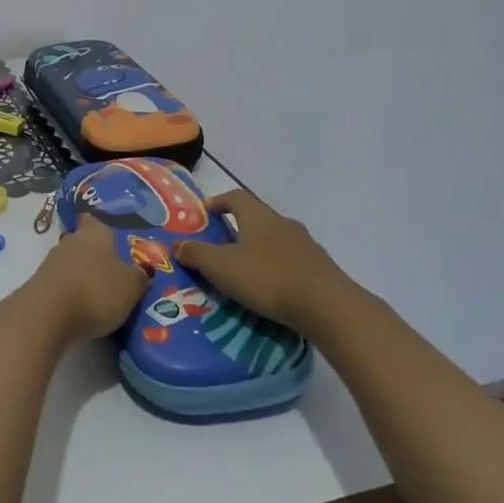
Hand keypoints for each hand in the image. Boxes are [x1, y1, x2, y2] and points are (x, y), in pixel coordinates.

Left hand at [26, 215, 150, 340]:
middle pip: (83, 243)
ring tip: (100, 295)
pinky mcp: (39, 285)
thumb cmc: (96, 290)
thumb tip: (142, 271)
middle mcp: (70, 241)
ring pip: (71, 264)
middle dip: (95, 256)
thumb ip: (138, 276)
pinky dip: (70, 293)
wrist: (47, 315)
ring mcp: (50, 262)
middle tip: (114, 273)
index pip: (95, 220)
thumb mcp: (131, 286)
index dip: (103, 228)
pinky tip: (81, 308)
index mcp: (94, 233)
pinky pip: (60, 284)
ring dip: (82, 276)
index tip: (115, 241)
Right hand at [174, 190, 351, 328]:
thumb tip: (177, 244)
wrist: (327, 305)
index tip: (206, 213)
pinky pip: (292, 259)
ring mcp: (306, 244)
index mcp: (258, 217)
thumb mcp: (222, 268)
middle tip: (222, 245)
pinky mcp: (320, 267)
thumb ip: (197, 254)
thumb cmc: (267, 278)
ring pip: (276, 239)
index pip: (236, 197)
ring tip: (246, 270)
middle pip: (257, 217)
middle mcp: (282, 223)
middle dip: (239, 228)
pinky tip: (272, 287)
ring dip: (259, 248)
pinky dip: (277, 267)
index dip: (219, 201)